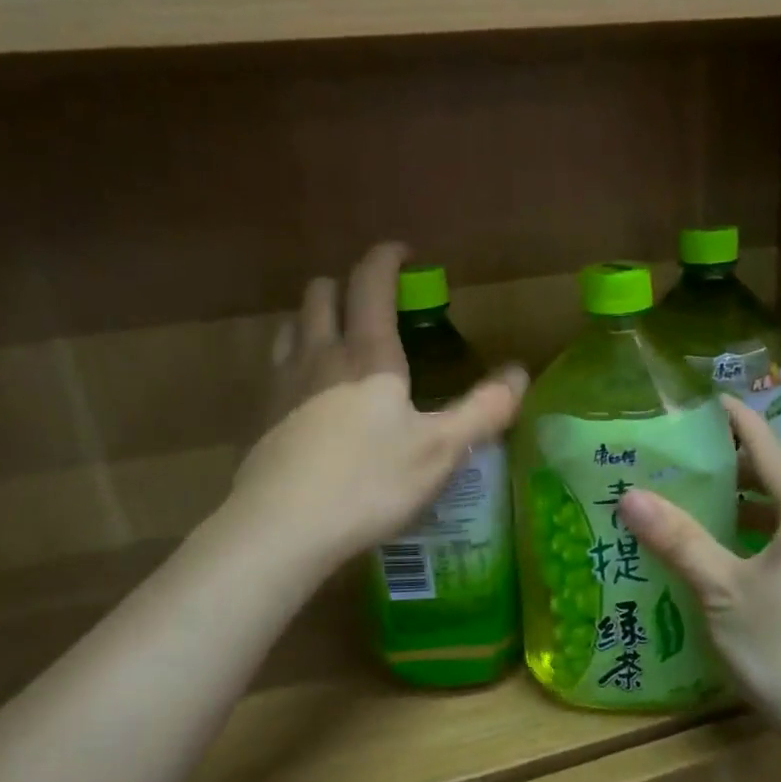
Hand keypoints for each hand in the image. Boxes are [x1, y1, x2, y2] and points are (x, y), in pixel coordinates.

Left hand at [229, 242, 526, 570]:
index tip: (403, 253)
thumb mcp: (441, 450)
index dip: (386, 258)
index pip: (371, 282)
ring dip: (316, 317)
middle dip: (347, 284)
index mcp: (368, 354)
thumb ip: (483, 409)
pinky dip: (296, 357)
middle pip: (322, 293)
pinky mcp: (261, 415)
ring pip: (292, 324)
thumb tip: (519, 373)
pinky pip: (276, 365)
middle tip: (374, 303)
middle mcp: (320, 354)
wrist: (282, 527)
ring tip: (339, 337)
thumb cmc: (370, 482)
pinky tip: (309, 390)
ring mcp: (283, 383)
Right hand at [618, 397, 780, 737]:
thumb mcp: (722, 590)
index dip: (737, 420)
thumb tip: (631, 495)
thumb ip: (679, 539)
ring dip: (752, 498)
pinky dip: (764, 528)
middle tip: (692, 451)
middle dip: (740, 459)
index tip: (706, 398)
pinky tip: (733, 550)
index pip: (769, 447)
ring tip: (706, 496)